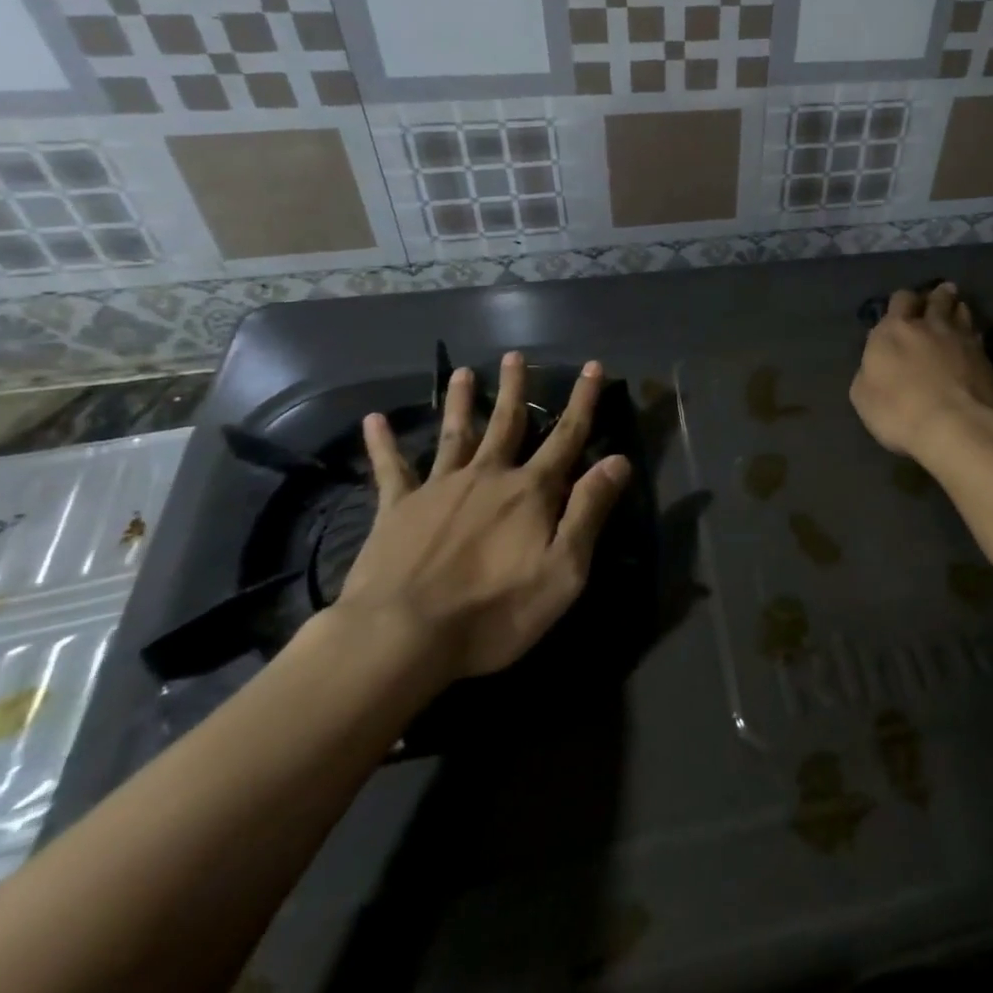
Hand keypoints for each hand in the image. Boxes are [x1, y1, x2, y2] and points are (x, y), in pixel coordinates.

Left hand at [333, 352, 631, 685]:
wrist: (401, 637)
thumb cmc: (494, 610)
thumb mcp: (564, 570)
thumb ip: (589, 511)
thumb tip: (618, 460)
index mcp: (530, 491)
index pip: (567, 436)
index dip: (583, 400)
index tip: (592, 366)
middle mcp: (487, 476)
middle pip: (507, 423)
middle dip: (515, 388)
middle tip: (515, 356)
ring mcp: (439, 488)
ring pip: (455, 433)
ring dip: (462, 402)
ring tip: (464, 372)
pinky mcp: (396, 509)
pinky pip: (390, 469)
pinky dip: (383, 444)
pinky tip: (374, 420)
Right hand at [850, 283, 992, 462]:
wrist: (957, 427)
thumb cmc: (899, 411)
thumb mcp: (863, 396)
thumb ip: (869, 371)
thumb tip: (876, 362)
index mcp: (894, 330)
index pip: (900, 300)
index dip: (902, 301)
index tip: (904, 306)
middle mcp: (928, 326)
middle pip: (935, 299)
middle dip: (935, 296)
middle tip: (937, 296)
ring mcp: (961, 339)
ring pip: (960, 312)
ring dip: (956, 309)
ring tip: (957, 309)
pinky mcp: (985, 357)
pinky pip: (976, 335)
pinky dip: (971, 333)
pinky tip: (972, 339)